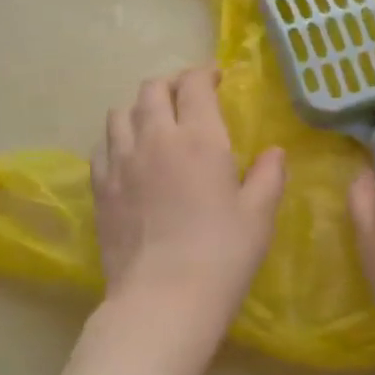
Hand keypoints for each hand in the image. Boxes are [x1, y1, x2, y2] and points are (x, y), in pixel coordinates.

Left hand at [84, 67, 284, 374]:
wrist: (162, 300)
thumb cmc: (222, 255)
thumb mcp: (259, 215)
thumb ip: (269, 175)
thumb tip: (274, 152)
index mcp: (200, 138)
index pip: (194, 84)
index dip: (205, 73)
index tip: (216, 79)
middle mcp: (156, 138)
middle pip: (152, 89)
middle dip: (172, 84)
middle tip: (188, 97)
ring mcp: (121, 162)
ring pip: (121, 112)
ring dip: (141, 108)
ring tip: (156, 122)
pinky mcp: (100, 188)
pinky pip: (103, 145)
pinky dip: (118, 138)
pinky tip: (130, 155)